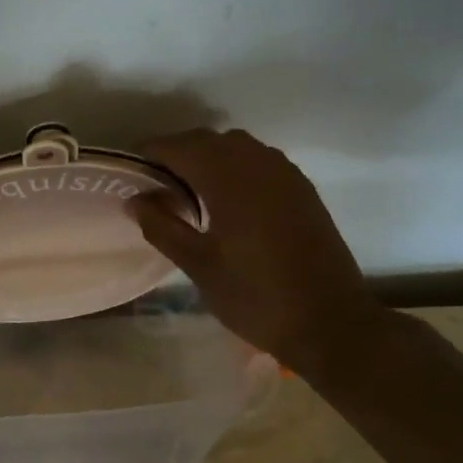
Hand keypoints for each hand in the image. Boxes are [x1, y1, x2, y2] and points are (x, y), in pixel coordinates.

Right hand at [127, 128, 391, 379]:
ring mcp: (285, 174)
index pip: (180, 147)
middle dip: (178, 152)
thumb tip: (135, 200)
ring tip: (189, 189)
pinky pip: (260, 160)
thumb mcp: (199, 266)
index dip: (151, 152)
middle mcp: (258, 164)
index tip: (131, 168)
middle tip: (155, 182)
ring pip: (237, 146)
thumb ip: (162, 227)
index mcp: (229, 179)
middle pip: (208, 140)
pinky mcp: (302, 189)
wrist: (331, 322)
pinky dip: (236, 166)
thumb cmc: (256, 297)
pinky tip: (227, 199)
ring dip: (208, 156)